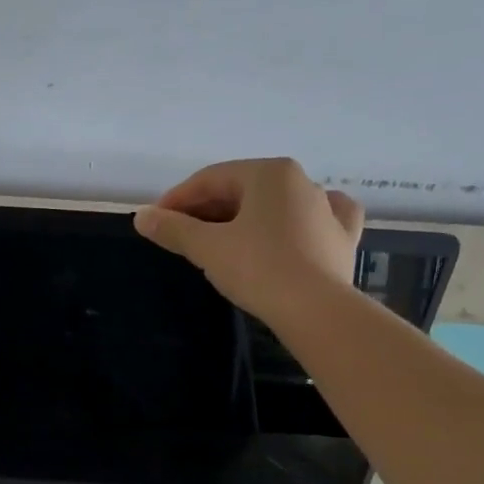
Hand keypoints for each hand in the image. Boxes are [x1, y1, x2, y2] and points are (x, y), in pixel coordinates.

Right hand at [134, 158, 363, 326]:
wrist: (315, 310)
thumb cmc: (258, 269)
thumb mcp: (207, 248)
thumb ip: (173, 229)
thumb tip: (141, 217)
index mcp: (269, 173)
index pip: (211, 179)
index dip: (178, 199)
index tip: (156, 222)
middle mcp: (302, 181)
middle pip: (242, 190)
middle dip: (208, 210)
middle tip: (181, 236)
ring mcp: (327, 209)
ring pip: (275, 205)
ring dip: (245, 218)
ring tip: (222, 242)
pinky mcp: (342, 238)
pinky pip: (314, 221)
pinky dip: (296, 223)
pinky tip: (292, 229)